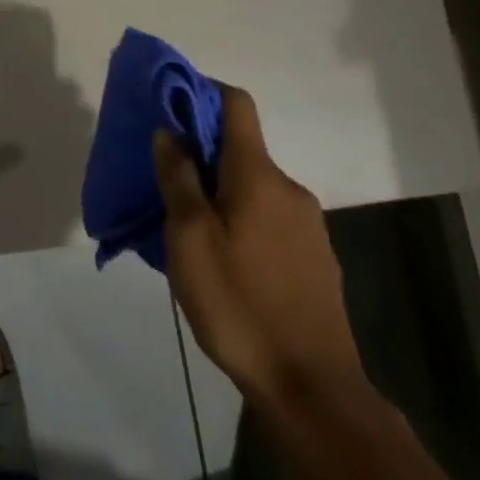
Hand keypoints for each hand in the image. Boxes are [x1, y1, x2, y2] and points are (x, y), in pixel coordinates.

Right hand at [154, 86, 371, 431]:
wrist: (312, 387)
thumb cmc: (239, 304)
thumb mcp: (190, 240)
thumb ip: (178, 179)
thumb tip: (168, 132)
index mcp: (257, 174)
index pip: (236, 104)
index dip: (203, 92)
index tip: (169, 106)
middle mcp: (288, 188)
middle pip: (241, 148)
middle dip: (201, 154)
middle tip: (164, 183)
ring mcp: (307, 224)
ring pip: (253, 187)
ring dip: (219, 192)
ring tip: (187, 228)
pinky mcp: (315, 257)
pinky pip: (269, 217)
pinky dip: (240, 218)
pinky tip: (223, 260)